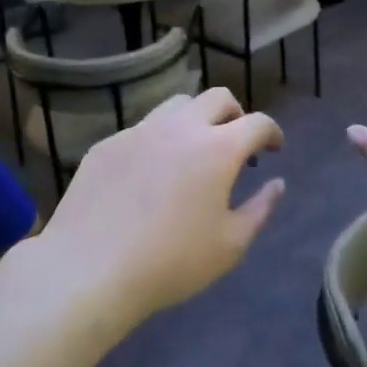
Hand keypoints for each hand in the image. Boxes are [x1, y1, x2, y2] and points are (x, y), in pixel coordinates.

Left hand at [35, 88, 284, 319]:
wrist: (90, 269)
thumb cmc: (171, 262)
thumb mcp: (230, 245)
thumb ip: (260, 209)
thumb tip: (277, 183)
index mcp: (217, 149)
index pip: (256, 122)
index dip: (272, 132)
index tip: (274, 148)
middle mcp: (180, 127)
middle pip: (217, 97)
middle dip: (236, 114)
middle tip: (236, 142)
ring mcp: (139, 131)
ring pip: (176, 104)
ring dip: (196, 118)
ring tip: (193, 150)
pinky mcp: (107, 144)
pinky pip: (142, 129)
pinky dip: (159, 140)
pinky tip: (150, 173)